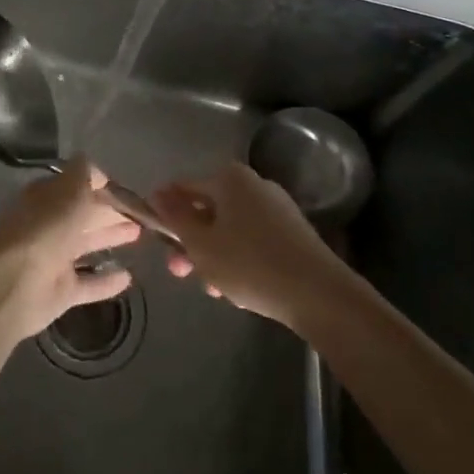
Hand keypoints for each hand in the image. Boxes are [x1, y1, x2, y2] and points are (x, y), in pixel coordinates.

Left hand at [0, 158, 141, 343]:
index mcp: (47, 197)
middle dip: (109, 211)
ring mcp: (54, 259)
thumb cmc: (44, 229)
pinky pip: (88, 284)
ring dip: (110, 238)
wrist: (12, 285)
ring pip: (86, 245)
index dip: (101, 185)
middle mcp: (49, 225)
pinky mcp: (60, 292)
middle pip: (83, 214)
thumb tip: (96, 169)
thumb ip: (84, 176)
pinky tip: (128, 277)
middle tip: (142, 213)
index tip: (128, 189)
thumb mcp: (69, 191)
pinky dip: (106, 281)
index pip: (77, 185)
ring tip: (140, 234)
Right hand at [151, 163, 347, 327]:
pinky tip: (236, 289)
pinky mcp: (292, 232)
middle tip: (180, 273)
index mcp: (228, 179)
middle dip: (190, 242)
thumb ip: (175, 218)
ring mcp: (275, 207)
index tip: (154, 239)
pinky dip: (238, 258)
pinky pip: (252, 239)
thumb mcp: (201, 244)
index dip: (164, 212)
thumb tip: (158, 194)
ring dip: (213, 255)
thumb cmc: (250, 264)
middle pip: (208, 209)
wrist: (319, 294)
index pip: (183, 188)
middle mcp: (253, 184)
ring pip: (229, 228)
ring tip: (212, 289)